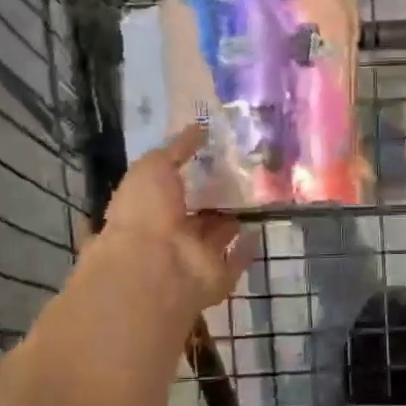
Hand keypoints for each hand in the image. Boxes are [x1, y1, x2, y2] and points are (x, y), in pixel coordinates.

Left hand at [98, 127, 259, 313]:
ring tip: (254, 198)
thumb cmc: (145, 212)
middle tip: (239, 176)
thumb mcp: (154, 167)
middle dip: (212, 199)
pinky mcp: (217, 277)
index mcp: (146, 208)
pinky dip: (246, 249)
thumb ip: (176, 148)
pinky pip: (235, 261)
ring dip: (231, 222)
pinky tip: (260, 230)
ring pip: (216, 237)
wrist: (155, 268)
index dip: (184, 175)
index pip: (166, 189)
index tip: (208, 156)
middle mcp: (169, 235)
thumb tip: (198, 127)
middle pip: (194, 215)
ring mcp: (193, 258)